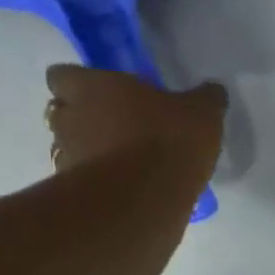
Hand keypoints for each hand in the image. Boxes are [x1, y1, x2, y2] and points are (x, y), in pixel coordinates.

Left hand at [45, 66, 225, 186]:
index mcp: (93, 87)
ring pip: (69, 147)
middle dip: (83, 117)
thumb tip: (212, 91)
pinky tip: (127, 188)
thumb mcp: (202, 113)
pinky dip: (100, 181)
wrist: (145, 199)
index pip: (61, 75)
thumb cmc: (168, 140)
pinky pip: (83, 180)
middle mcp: (70, 118)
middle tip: (116, 126)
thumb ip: (205, 99)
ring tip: (124, 162)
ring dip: (89, 151)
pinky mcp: (76, 192)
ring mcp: (68, 157)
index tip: (103, 92)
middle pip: (62, 111)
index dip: (79, 82)